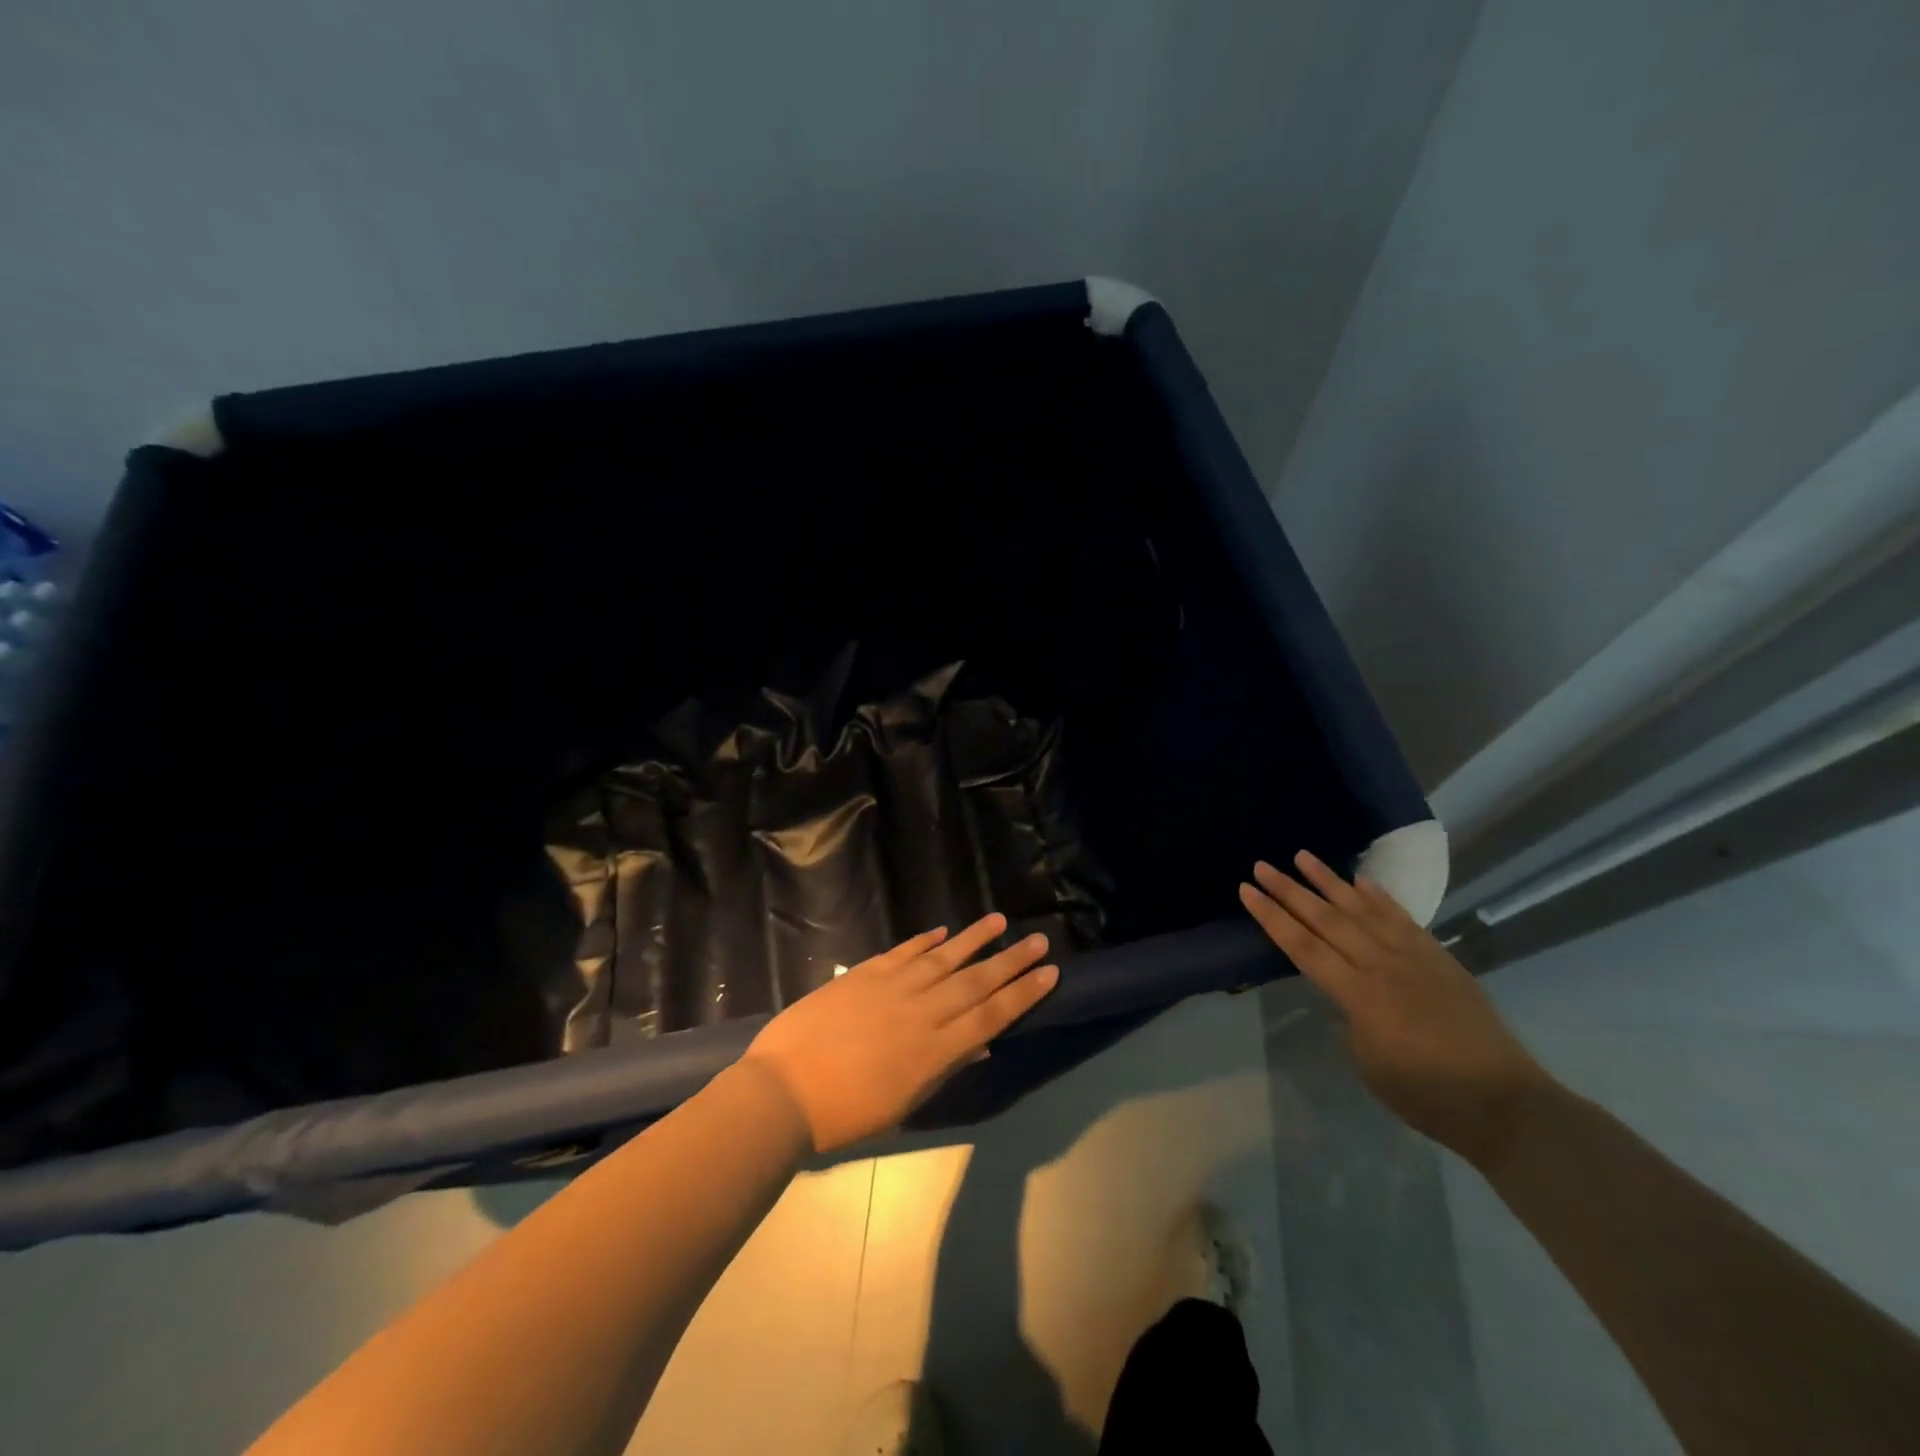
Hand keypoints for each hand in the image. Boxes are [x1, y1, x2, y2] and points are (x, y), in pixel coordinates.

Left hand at [741, 914, 1058, 1153]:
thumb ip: (943, 1069)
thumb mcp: (903, 1104)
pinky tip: (942, 931)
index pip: (991, 1015)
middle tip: (1039, 939)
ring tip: (999, 920)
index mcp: (935, 1050)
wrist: (783, 1092)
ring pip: (943, 958)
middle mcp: (921, 1011)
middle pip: (976, 981)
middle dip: (1011, 960)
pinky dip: (924, 940)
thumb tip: (980, 1045)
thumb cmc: (845, 1114)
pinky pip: (903, 952)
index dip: (1023, 993)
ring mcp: (892, 987)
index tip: (1049, 972)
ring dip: (974, 939)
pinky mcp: (864, 974)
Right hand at [1239, 851, 1552, 1170]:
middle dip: (1290, 891)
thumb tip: (1344, 996)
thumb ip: (1349, 1018)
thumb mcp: (1368, 1062)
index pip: (1302, 947)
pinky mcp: (1439, 958)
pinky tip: (1360, 881)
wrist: (1505, 1102)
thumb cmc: (1426, 1094)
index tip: (1247, 891)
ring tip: (1302, 856)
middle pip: (1326, 920)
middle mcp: (1381, 965)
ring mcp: (1413, 957)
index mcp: (1357, 995)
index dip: (1272, 918)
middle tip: (1262, 865)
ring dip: (1329, 881)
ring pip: (1362, 910)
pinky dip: (1379, 897)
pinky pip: (1402, 919)